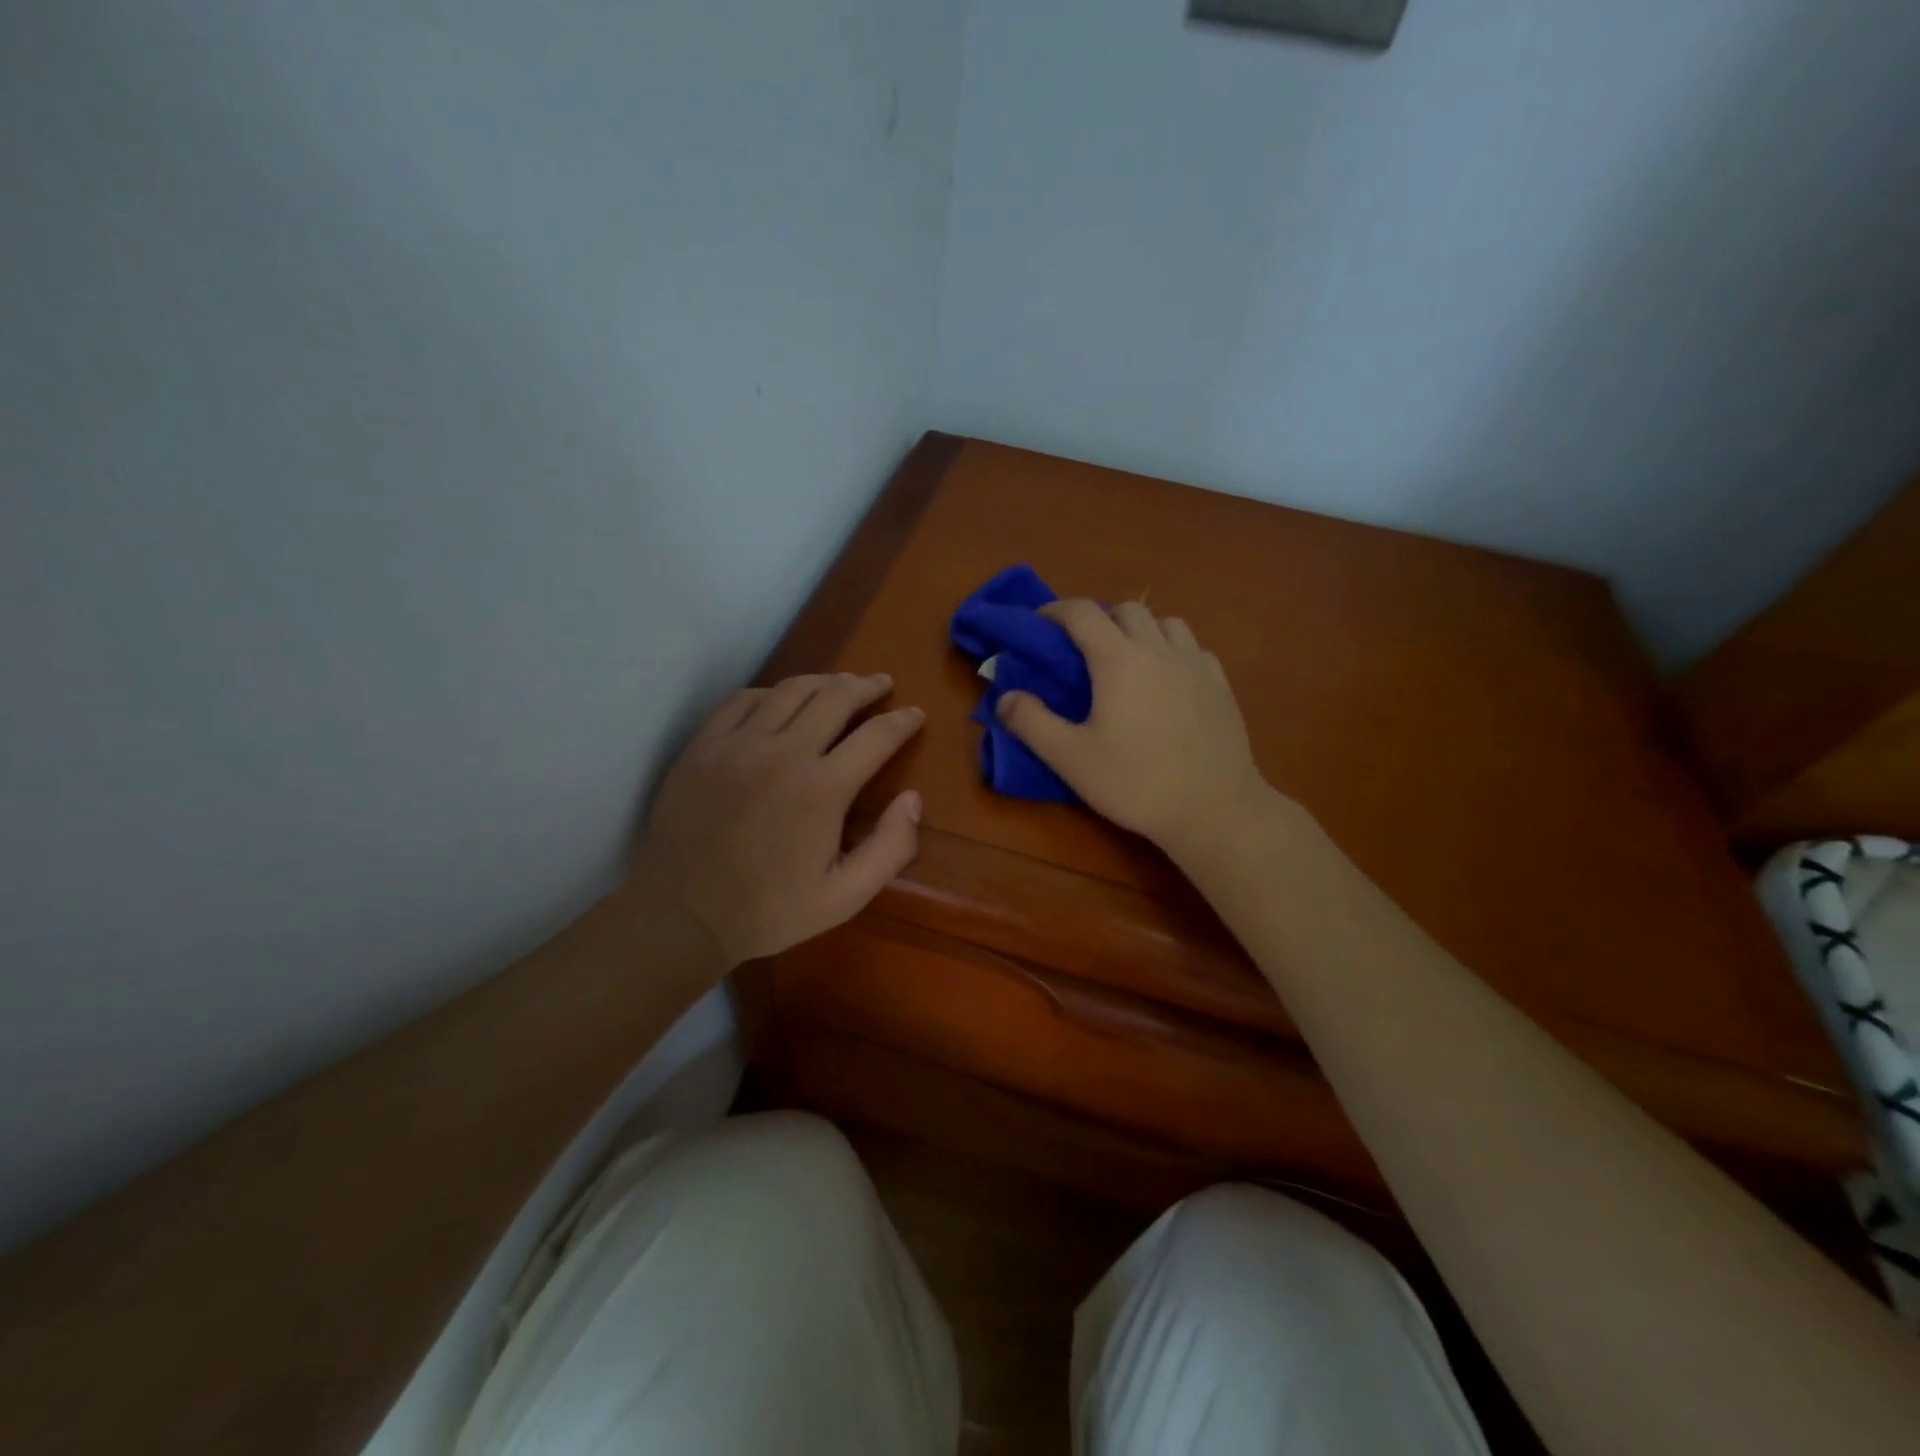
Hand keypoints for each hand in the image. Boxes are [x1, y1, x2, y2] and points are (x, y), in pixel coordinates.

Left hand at [630, 673, 923, 966]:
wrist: (681, 916)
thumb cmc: (769, 911)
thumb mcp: (844, 898)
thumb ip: (890, 849)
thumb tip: (913, 799)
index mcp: (822, 789)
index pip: (876, 736)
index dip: (903, 721)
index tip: (915, 714)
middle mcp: (782, 753)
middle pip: (835, 697)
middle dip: (866, 687)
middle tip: (882, 684)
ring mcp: (737, 744)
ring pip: (790, 690)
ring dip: (823, 681)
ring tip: (840, 683)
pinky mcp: (703, 746)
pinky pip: (742, 700)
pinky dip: (771, 692)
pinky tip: (780, 700)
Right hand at [995, 601, 1270, 854]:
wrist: (1214, 809)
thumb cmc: (1136, 783)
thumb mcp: (1070, 759)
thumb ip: (1031, 723)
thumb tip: (1004, 697)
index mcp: (1118, 659)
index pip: (1082, 612)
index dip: (1056, 610)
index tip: (1040, 623)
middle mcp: (1159, 649)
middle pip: (1127, 610)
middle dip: (1099, 619)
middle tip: (1083, 650)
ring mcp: (1195, 664)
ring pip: (1166, 623)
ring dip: (1141, 630)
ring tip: (1128, 661)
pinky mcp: (1221, 685)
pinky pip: (1193, 649)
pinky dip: (1173, 651)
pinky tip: (1168, 681)